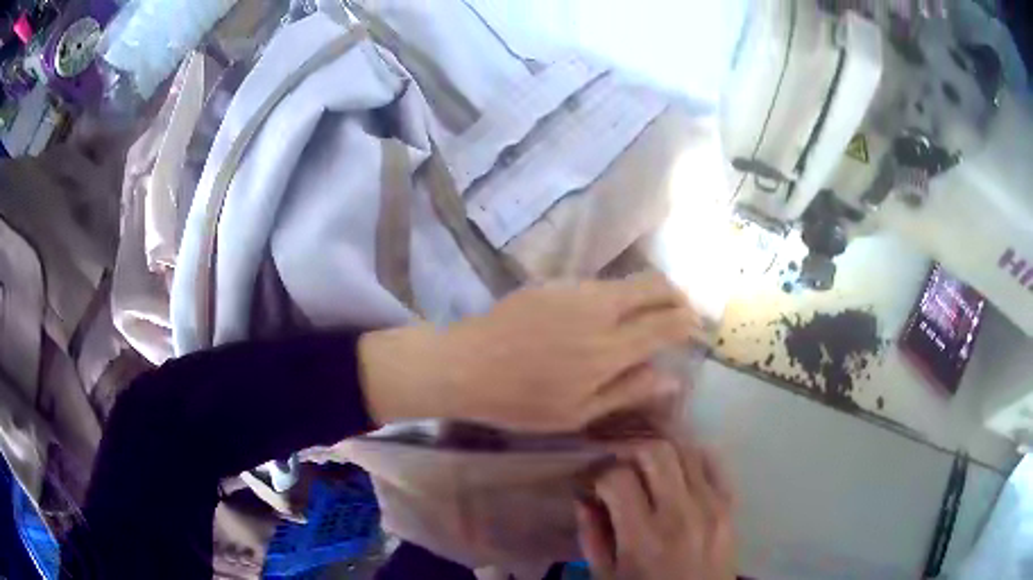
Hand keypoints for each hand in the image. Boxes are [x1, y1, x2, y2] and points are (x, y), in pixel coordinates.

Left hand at [358, 272, 705, 431]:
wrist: (465, 364)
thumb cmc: (520, 401)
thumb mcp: (577, 413)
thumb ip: (628, 391)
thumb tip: (672, 378)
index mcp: (609, 349)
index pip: (666, 324)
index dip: (688, 322)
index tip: (697, 327)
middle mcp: (599, 310)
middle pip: (654, 285)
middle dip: (676, 295)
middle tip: (681, 313)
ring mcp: (575, 290)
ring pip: (626, 281)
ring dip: (646, 293)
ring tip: (646, 315)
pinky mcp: (554, 283)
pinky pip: (598, 284)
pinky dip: (615, 295)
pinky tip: (603, 315)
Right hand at [577, 442, 735, 579]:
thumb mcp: (606, 576)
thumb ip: (592, 536)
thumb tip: (585, 497)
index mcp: (644, 539)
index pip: (618, 479)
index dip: (598, 475)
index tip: (593, 484)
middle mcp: (681, 515)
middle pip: (656, 451)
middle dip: (630, 451)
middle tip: (618, 466)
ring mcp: (712, 506)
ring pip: (686, 450)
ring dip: (660, 453)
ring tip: (646, 469)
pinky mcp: (730, 505)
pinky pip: (713, 463)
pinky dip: (691, 459)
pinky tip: (677, 472)